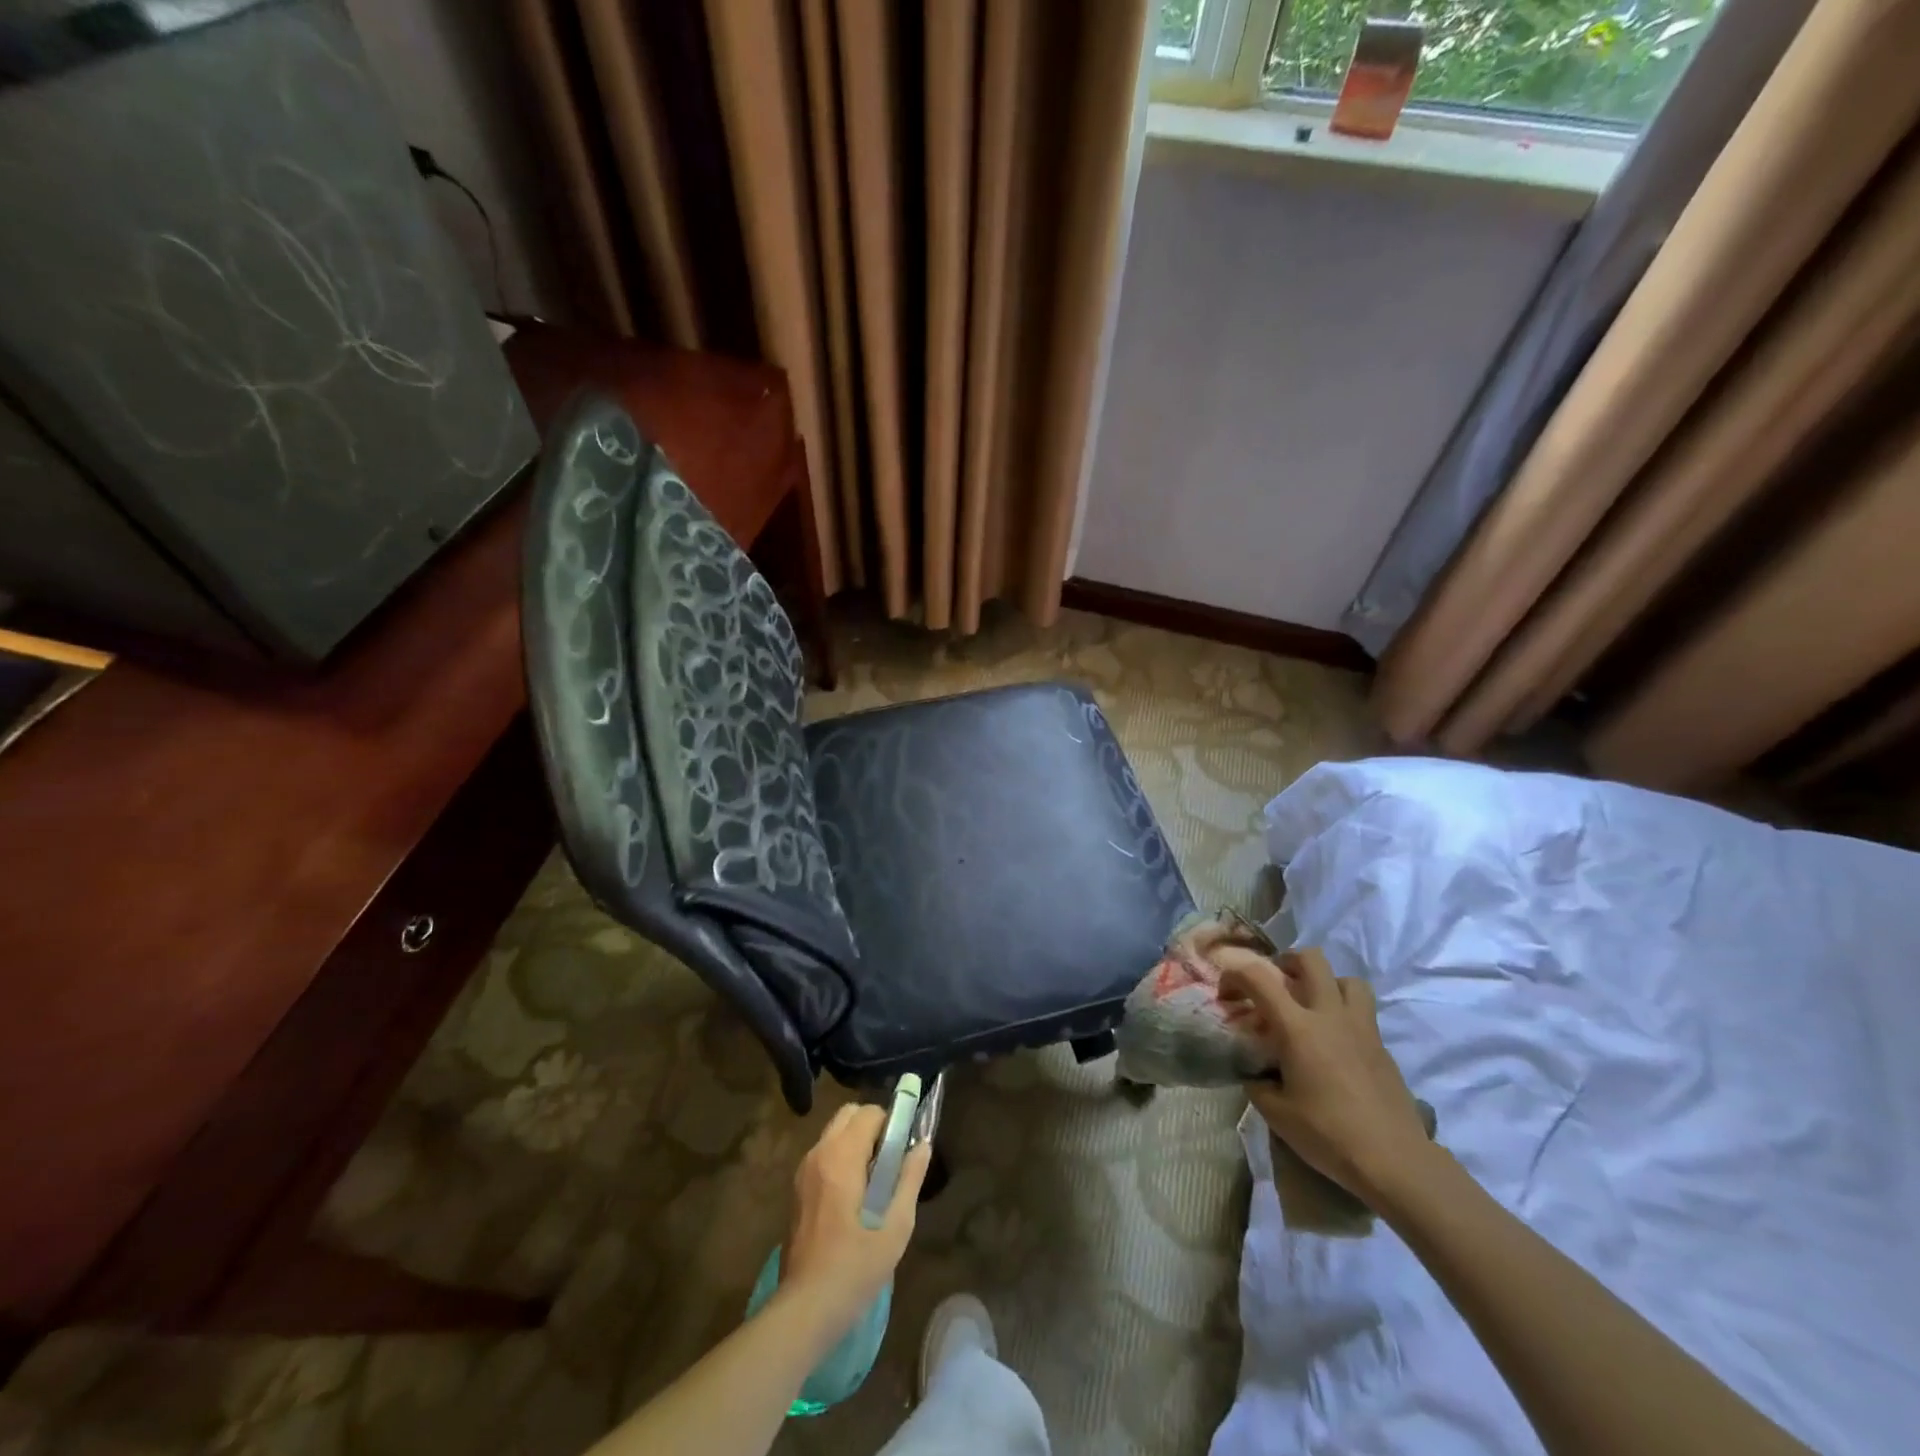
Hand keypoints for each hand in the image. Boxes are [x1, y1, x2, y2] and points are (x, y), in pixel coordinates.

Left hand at [781, 1102, 931, 1334]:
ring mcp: (803, 1171)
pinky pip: (823, 1154)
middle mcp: (818, 1154)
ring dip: (855, 1142)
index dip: (890, 1124)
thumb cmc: (854, 1269)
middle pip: (848, 1114)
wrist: (805, 1309)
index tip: (902, 1151)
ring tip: (873, 1183)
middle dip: (871, 1127)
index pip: (868, 1112)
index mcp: (841, 1157)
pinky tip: (852, 1199)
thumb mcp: (895, 1227)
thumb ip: (909, 1179)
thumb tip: (923, 1145)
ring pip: (834, 1133)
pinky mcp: (796, 1189)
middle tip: (889, 1163)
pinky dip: (841, 1158)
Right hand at [1218, 946, 1433, 1207]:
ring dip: (1326, 983)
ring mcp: (1361, 1028)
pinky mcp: (1382, 1047)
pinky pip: (1363, 1012)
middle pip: (1312, 959)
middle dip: (1288, 961)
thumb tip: (1254, 1073)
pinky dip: (1345, 1015)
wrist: (1395, 1161)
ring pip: (1347, 980)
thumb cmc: (1328, 1134)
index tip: (1225, 993)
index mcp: (1297, 1027)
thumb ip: (1258, 1083)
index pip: (1258, 978)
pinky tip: (1336, 1045)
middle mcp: (1329, 1015)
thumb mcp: (1276, 1113)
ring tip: (1313, 1005)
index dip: (1234, 975)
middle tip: (1276, 983)